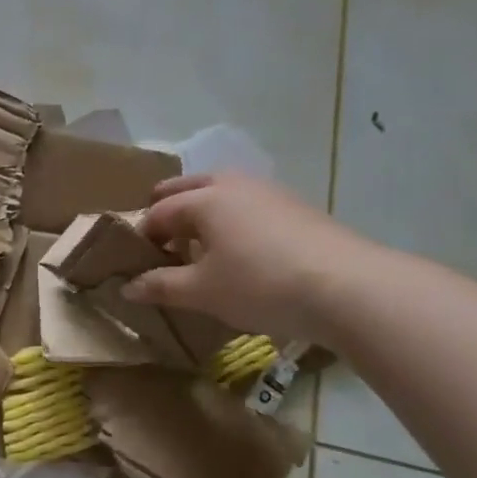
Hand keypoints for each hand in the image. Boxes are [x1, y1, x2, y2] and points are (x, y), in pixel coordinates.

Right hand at [124, 172, 384, 343]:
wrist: (349, 288)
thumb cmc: (260, 285)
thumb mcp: (202, 292)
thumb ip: (161, 286)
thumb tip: (127, 288)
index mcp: (205, 199)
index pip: (158, 212)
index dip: (141, 236)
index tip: (135, 262)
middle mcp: (234, 184)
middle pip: (187, 188)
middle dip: (167, 210)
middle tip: (159, 242)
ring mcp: (269, 192)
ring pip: (221, 193)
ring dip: (201, 213)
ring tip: (198, 247)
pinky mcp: (296, 207)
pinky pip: (248, 206)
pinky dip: (231, 220)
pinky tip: (240, 251)